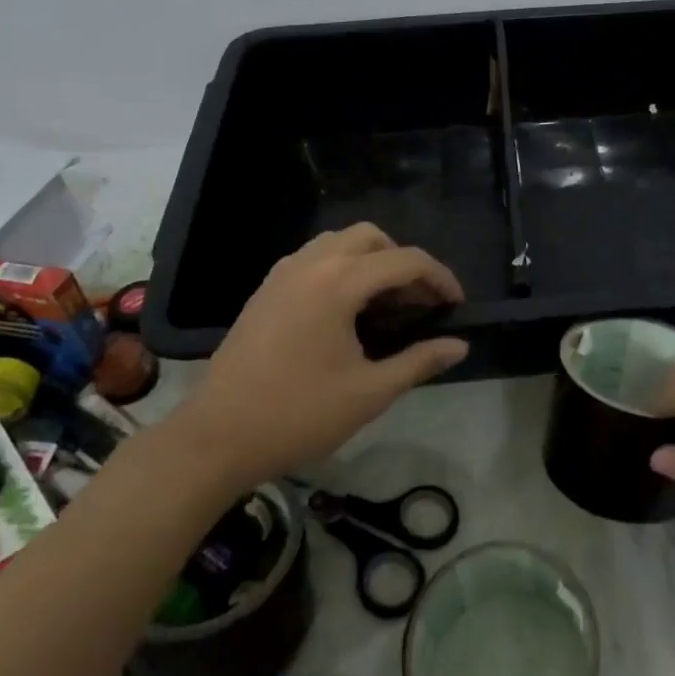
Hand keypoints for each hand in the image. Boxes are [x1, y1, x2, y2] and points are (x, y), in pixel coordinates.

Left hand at [173, 224, 468, 487]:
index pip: (405, 260)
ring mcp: (283, 273)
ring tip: (384, 302)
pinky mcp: (266, 288)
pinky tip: (345, 309)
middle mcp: (311, 264)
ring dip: (371, 259)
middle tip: (417, 302)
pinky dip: (341, 266)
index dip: (440, 278)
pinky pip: (314, 257)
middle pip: (372, 237)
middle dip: (403, 261)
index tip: (457, 304)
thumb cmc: (298, 415)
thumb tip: (459, 345)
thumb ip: (419, 361)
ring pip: (340, 241)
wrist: (216, 438)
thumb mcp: (369, 393)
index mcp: (339, 283)